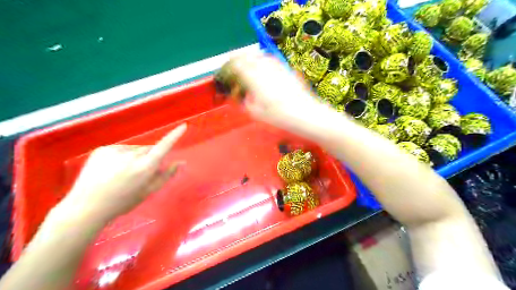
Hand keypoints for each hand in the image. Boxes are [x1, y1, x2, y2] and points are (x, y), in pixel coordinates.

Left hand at [55, 124, 187, 221]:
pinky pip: (121, 149)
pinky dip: (121, 157)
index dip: (174, 135)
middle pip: (148, 149)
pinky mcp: (103, 149)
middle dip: (149, 157)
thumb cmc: (123, 202)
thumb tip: (181, 162)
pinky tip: (112, 169)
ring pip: (135, 149)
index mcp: (145, 167)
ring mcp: (116, 150)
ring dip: (135, 157)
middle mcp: (132, 155)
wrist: (87, 206)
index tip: (183, 126)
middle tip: (140, 173)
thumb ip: (167, 175)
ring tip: (123, 173)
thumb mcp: (149, 191)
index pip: (164, 146)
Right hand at [227, 53, 320, 129]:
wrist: (305, 114)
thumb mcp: (258, 114)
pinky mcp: (287, 71)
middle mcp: (265, 71)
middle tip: (236, 58)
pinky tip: (266, 62)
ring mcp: (277, 69)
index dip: (232, 64)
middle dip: (241, 57)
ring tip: (249, 58)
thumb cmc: (280, 117)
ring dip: (253, 56)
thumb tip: (246, 97)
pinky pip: (273, 60)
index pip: (240, 66)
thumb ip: (248, 103)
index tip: (229, 64)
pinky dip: (266, 58)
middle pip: (249, 57)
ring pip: (261, 56)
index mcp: (255, 82)